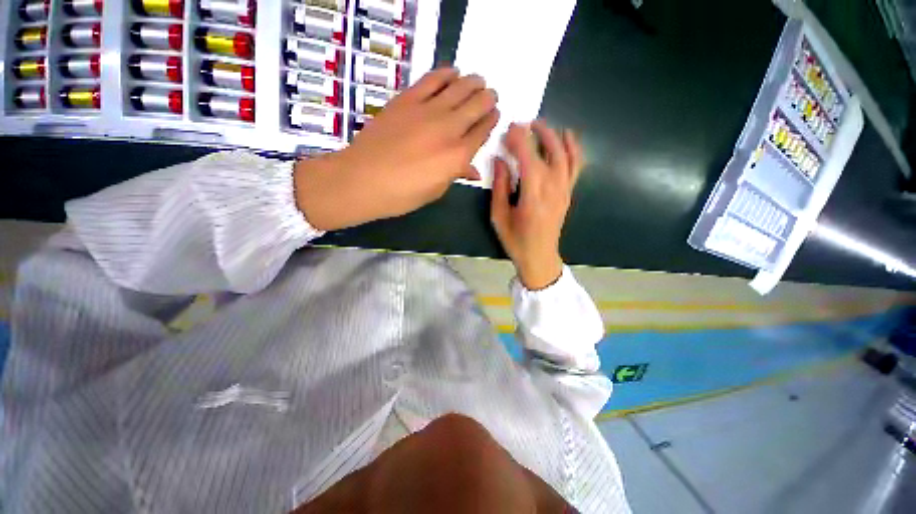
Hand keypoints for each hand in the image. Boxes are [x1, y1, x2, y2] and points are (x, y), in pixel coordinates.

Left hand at [294, 68, 499, 230]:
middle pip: (476, 106)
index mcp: (458, 156)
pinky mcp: (407, 99)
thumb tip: (473, 170)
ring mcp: (427, 110)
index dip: (490, 121)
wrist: (363, 180)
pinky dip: (445, 74)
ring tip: (478, 80)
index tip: (495, 114)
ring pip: (459, 88)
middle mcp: (449, 129)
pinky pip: (431, 80)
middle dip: (487, 99)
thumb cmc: (402, 194)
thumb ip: (456, 174)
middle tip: (491, 95)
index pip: (482, 132)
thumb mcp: (435, 190)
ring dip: (473, 83)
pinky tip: (453, 73)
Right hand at [490, 121, 583, 289]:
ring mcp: (564, 190)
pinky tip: (567, 137)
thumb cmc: (516, 240)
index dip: (520, 141)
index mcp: (533, 197)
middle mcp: (553, 189)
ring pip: (566, 155)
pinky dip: (573, 148)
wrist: (539, 257)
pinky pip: (575, 165)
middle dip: (536, 133)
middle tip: (523, 123)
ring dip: (555, 136)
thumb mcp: (499, 217)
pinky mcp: (568, 193)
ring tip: (542, 126)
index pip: (529, 159)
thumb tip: (500, 160)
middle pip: (549, 152)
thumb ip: (500, 187)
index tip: (510, 128)